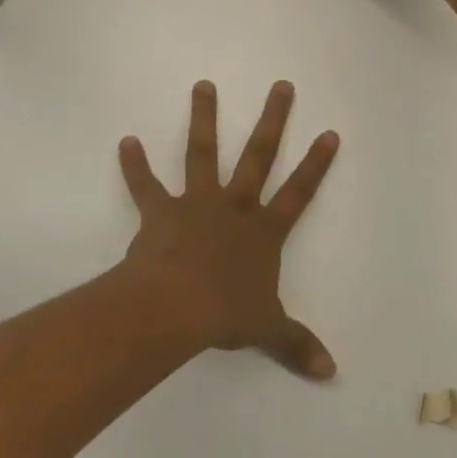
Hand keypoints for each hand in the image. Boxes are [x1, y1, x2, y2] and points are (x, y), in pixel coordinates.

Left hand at [118, 81, 339, 379]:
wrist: (177, 307)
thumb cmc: (227, 314)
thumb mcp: (268, 330)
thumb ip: (297, 345)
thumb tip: (331, 373)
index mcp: (264, 231)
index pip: (299, 192)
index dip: (316, 164)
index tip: (329, 132)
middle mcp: (235, 207)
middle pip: (258, 155)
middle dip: (272, 120)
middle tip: (281, 86)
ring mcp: (197, 204)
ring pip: (202, 153)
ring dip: (203, 118)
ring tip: (203, 85)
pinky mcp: (161, 212)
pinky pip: (146, 186)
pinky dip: (134, 165)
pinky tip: (125, 141)